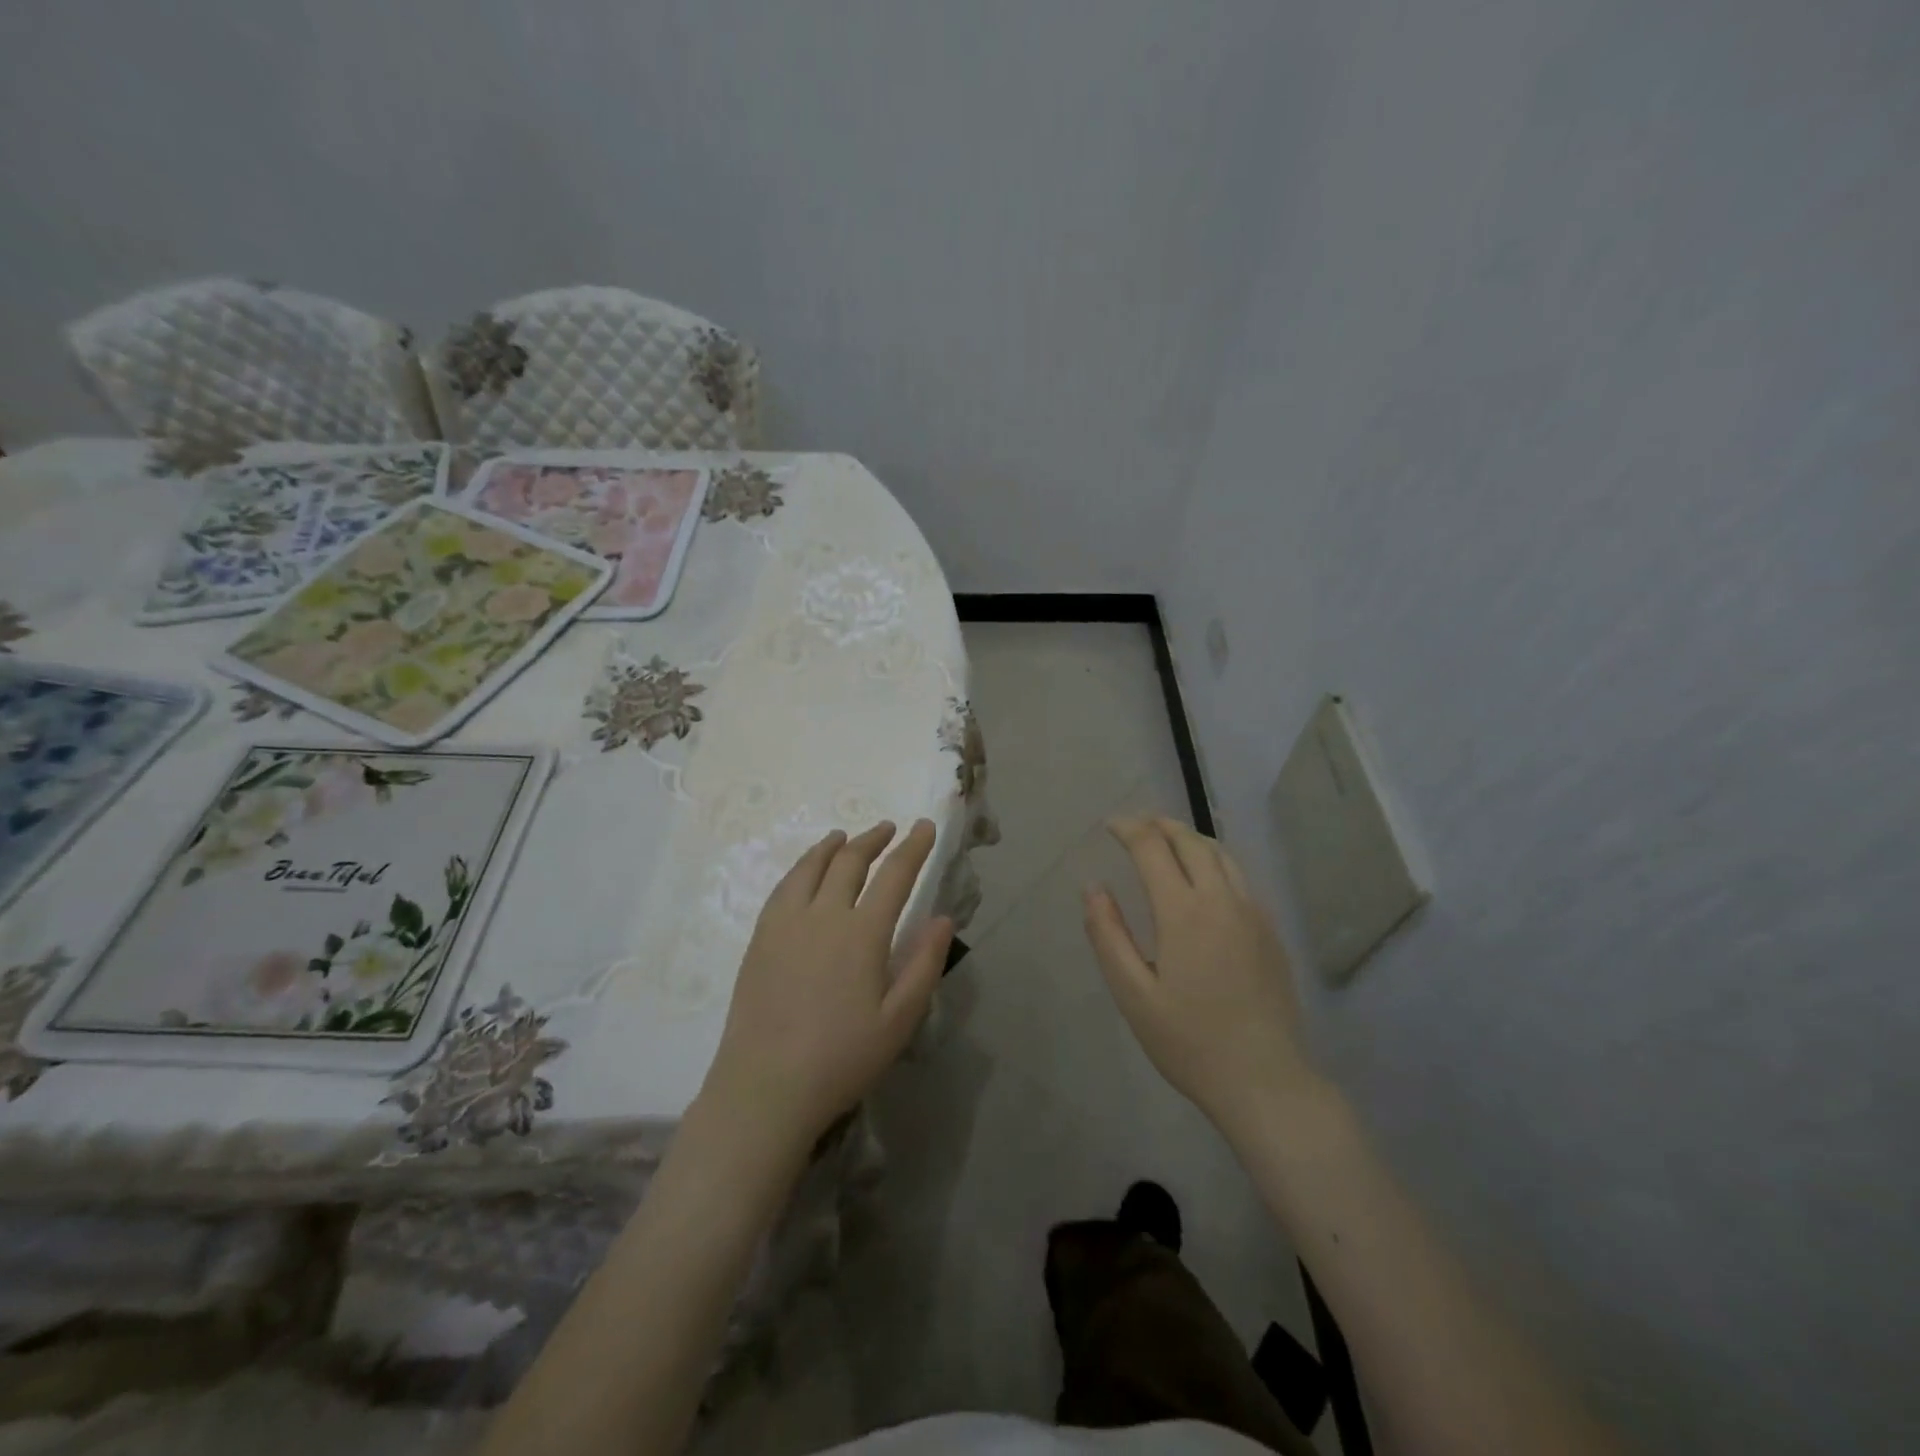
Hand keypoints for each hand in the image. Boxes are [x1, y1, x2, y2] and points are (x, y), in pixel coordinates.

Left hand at [700, 820, 952, 1153]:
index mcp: (862, 933)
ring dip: (832, 846)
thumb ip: (924, 964)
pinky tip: (804, 871)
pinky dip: (800, 867)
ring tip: (843, 836)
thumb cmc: (841, 1058)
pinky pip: (783, 887)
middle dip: (873, 839)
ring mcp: (785, 924)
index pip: (894, 875)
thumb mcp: (900, 1020)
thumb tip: (943, 918)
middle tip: (889, 828)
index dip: (913, 847)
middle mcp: (823, 915)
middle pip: (850, 861)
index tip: (925, 826)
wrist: (765, 1087)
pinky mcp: (760, 938)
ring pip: (810, 867)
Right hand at [1083, 816, 1322, 1131]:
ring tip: (1167, 840)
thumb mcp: (1133, 994)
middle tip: (1136, 825)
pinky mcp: (1271, 933)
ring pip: (1221, 855)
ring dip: (1190, 839)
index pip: (1152, 848)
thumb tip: (1094, 888)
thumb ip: (1108, 935)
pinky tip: (1203, 880)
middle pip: (1191, 842)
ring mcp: (1253, 915)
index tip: (1110, 826)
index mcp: (1184, 912)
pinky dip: (1214, 861)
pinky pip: (1239, 878)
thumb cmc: (1190, 1042)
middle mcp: (1222, 900)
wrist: (1266, 1082)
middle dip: (1160, 825)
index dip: (1129, 829)